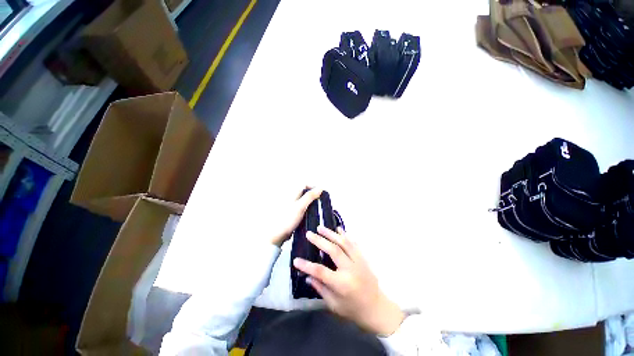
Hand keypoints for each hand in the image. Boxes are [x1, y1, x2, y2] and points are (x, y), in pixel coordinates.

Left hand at [269, 187, 322, 246]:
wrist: (278, 234)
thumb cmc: (287, 219)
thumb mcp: (301, 206)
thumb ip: (310, 196)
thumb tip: (320, 188)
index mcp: (293, 194)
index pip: (305, 185)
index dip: (313, 187)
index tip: (320, 193)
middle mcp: (293, 198)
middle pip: (305, 192)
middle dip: (314, 195)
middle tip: (321, 200)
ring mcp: (293, 206)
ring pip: (305, 200)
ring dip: (312, 202)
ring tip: (318, 208)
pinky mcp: (294, 214)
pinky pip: (304, 208)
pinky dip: (309, 209)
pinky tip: (312, 215)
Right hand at [293, 226, 404, 334]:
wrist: (377, 308)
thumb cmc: (354, 310)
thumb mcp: (334, 304)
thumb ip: (321, 288)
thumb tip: (308, 276)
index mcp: (342, 284)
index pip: (320, 271)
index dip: (307, 265)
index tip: (295, 259)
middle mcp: (350, 269)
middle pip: (333, 250)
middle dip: (319, 240)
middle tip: (309, 233)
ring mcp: (358, 261)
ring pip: (344, 243)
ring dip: (331, 234)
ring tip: (321, 227)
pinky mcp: (363, 258)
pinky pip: (353, 243)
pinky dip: (345, 235)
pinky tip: (339, 228)